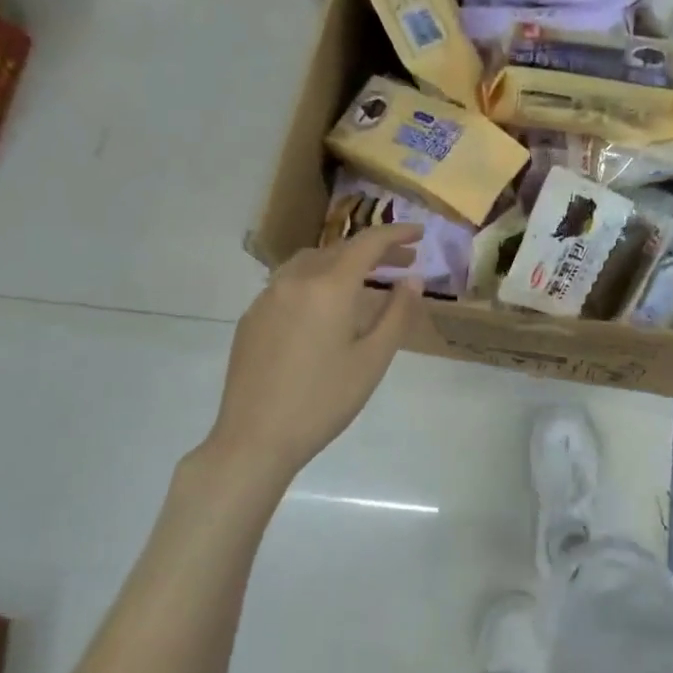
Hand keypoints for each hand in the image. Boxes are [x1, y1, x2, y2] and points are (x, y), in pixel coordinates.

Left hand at [204, 225, 423, 477]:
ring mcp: (268, 297)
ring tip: (365, 279)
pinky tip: (325, 307)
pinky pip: (290, 283)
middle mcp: (295, 280)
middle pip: (340, 250)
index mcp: (329, 287)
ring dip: (342, 262)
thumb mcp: (372, 360)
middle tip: (404, 262)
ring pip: (311, 262)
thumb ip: (396, 314)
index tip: (420, 233)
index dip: (396, 234)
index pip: (368, 243)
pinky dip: (316, 280)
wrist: (254, 439)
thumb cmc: (323, 401)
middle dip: (374, 251)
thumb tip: (412, 280)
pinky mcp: (252, 317)